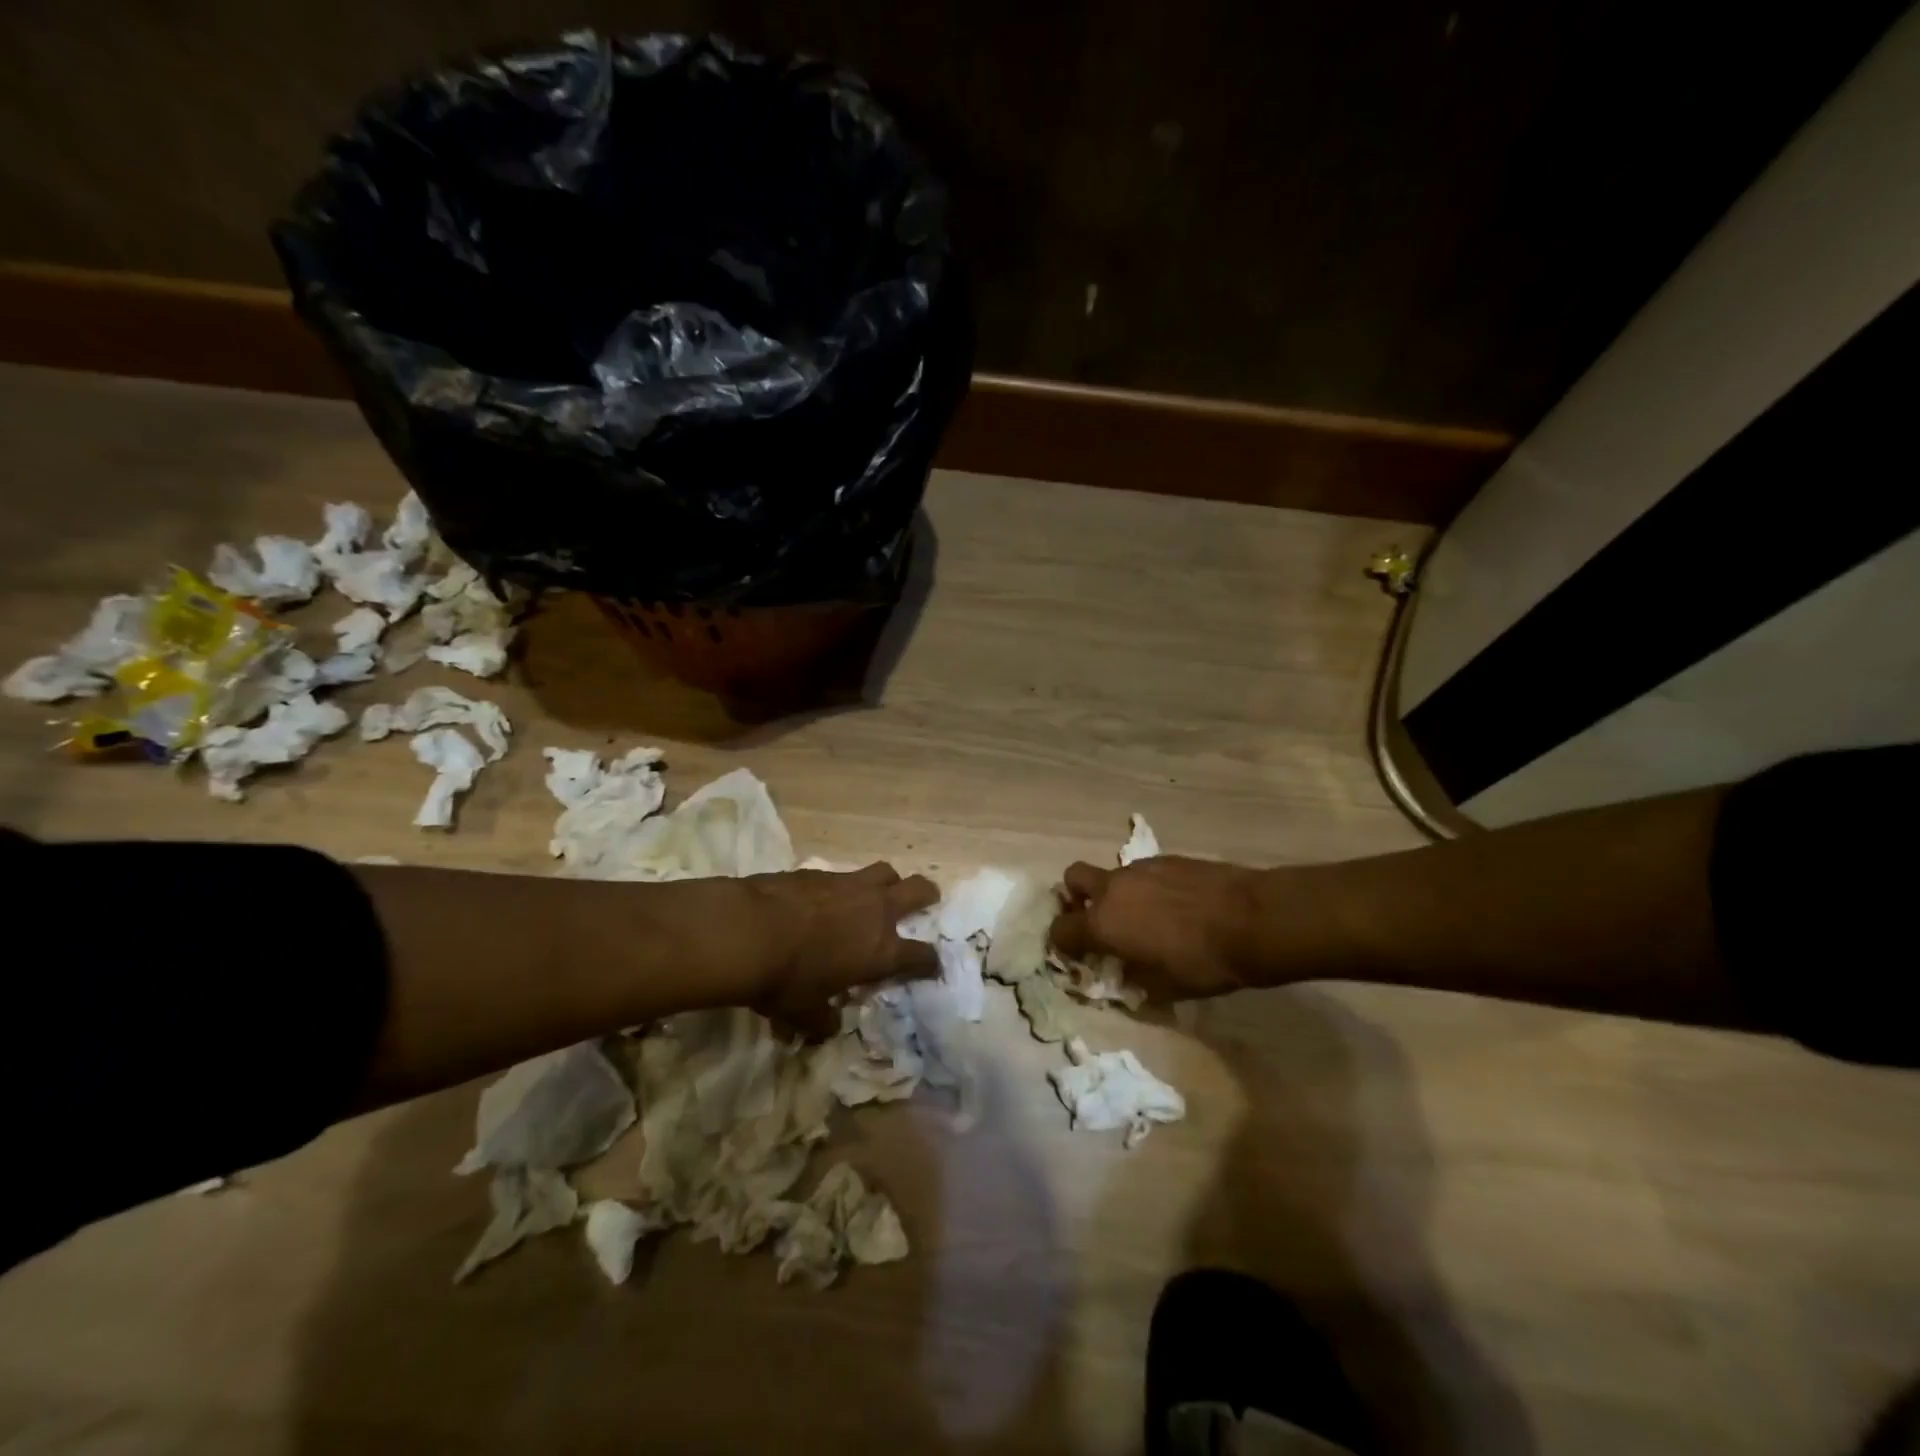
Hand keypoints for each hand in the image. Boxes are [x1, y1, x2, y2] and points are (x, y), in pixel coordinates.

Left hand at [738, 863, 939, 1033]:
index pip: (923, 956)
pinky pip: (845, 874)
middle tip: (925, 902)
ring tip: (878, 893)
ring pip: (886, 871)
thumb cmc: (785, 980)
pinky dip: (844, 885)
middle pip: (919, 890)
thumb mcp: (803, 1014)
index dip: (930, 963)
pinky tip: (828, 897)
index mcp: (881, 951)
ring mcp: (850, 885)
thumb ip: (822, 1020)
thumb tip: (828, 1026)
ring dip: (888, 882)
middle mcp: (876, 911)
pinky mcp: (821, 871)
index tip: (930, 967)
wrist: (748, 930)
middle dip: (927, 896)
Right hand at [1050, 856, 1259, 1001]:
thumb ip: (1134, 980)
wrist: (1252, 920)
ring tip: (1147, 917)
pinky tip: (1175, 905)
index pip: (1060, 929)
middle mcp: (1113, 889)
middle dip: (1076, 897)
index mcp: (1103, 924)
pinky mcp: (1167, 858)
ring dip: (1117, 894)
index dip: (1062, 944)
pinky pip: (1143, 872)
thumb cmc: (1204, 963)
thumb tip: (1124, 976)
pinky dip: (1147, 887)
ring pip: (1112, 875)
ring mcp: (1140, 868)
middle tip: (1097, 919)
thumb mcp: (1164, 988)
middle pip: (1073, 879)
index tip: (1075, 955)